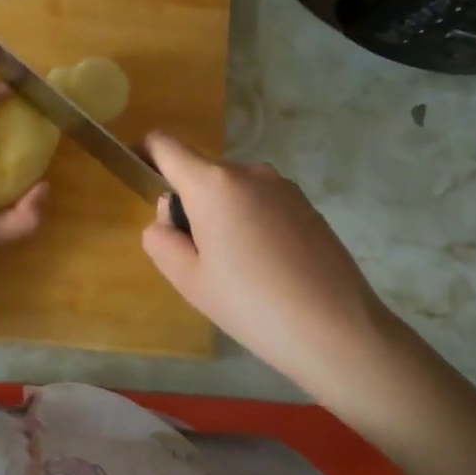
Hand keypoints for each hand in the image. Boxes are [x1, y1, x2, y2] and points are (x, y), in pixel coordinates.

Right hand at [140, 133, 384, 392]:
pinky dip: (252, 224)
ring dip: (223, 217)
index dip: (144, 153)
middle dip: (189, 205)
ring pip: (233, 191)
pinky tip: (269, 269)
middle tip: (200, 260)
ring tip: (239, 271)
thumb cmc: (251, 305)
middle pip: (201, 174)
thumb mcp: (189, 280)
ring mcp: (283, 186)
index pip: (165, 145)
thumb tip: (168, 217)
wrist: (337, 329)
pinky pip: (262, 204)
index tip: (139, 177)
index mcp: (213, 184)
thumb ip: (161, 240)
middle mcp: (249, 172)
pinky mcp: (307, 205)